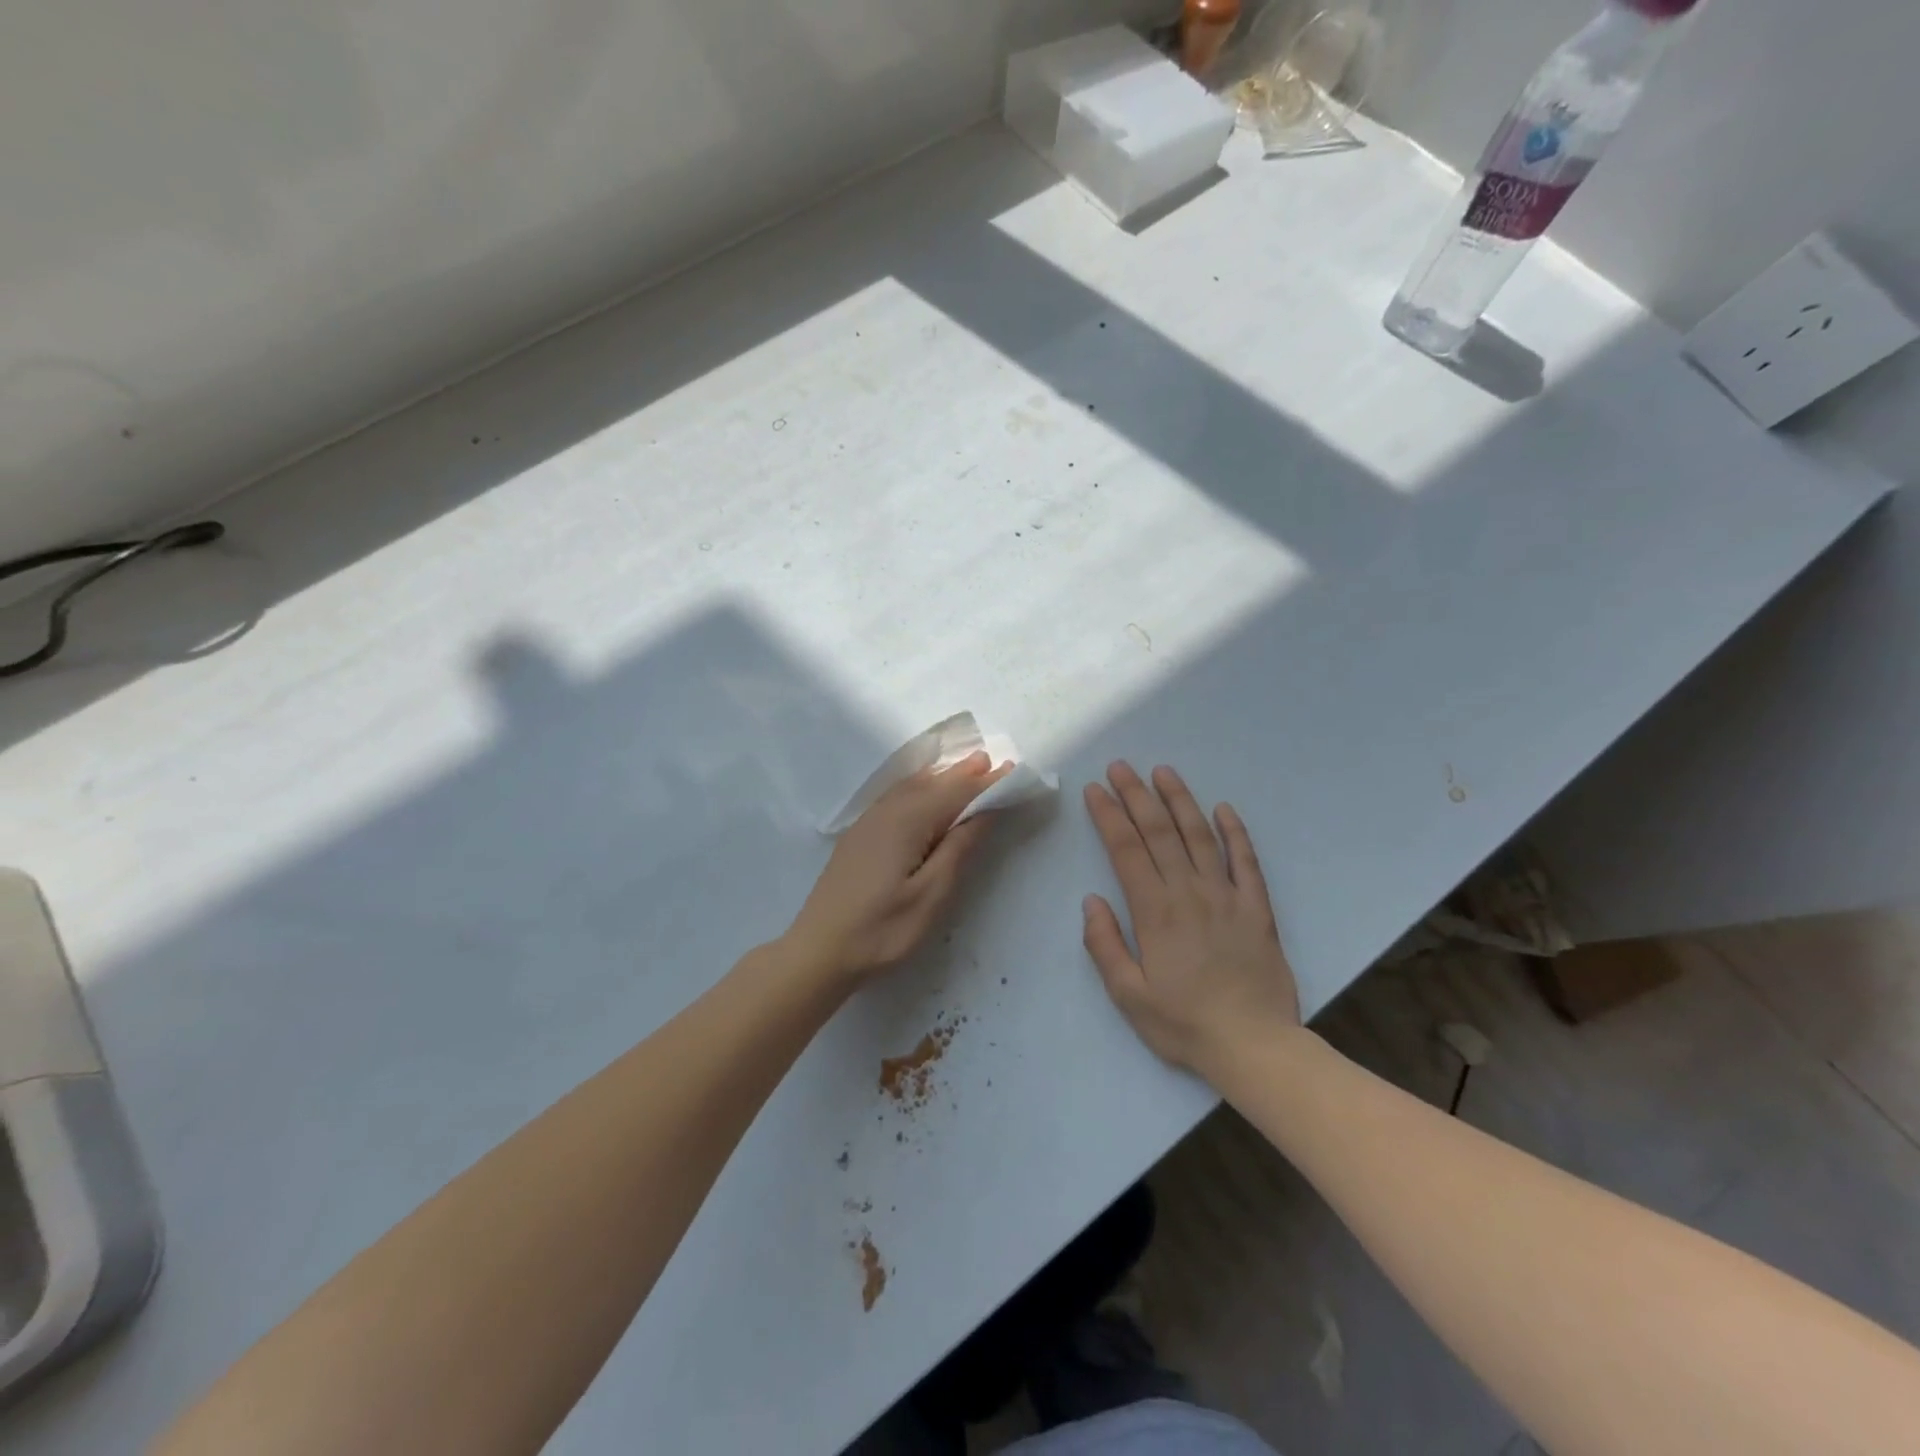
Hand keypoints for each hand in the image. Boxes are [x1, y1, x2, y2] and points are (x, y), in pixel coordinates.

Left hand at [787, 752, 1007, 984]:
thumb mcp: (930, 896)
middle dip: (962, 774)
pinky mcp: (858, 836)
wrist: (819, 951)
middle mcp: (886, 812)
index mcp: (907, 822)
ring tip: (963, 770)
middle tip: (989, 761)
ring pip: (910, 788)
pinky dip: (917, 788)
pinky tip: (921, 793)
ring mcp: (867, 823)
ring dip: (939, 779)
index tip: (1011, 771)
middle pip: (931, 784)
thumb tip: (983, 813)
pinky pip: (895, 797)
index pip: (955, 793)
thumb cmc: (882, 930)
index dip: (984, 783)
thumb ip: (958, 849)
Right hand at [1082, 762, 1300, 1076]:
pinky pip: (1246, 861)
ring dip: (1179, 801)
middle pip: (1159, 832)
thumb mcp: (1128, 995)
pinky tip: (1224, 808)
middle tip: (1120, 766)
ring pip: (1199, 836)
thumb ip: (1105, 945)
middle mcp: (1189, 892)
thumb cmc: (1183, 1023)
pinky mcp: (1257, 907)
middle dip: (1136, 796)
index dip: (1109, 816)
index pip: (1126, 850)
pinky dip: (1235, 832)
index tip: (1095, 790)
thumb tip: (1092, 900)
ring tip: (1163, 772)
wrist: (1254, 1045)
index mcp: (1155, 912)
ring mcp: (1227, 896)